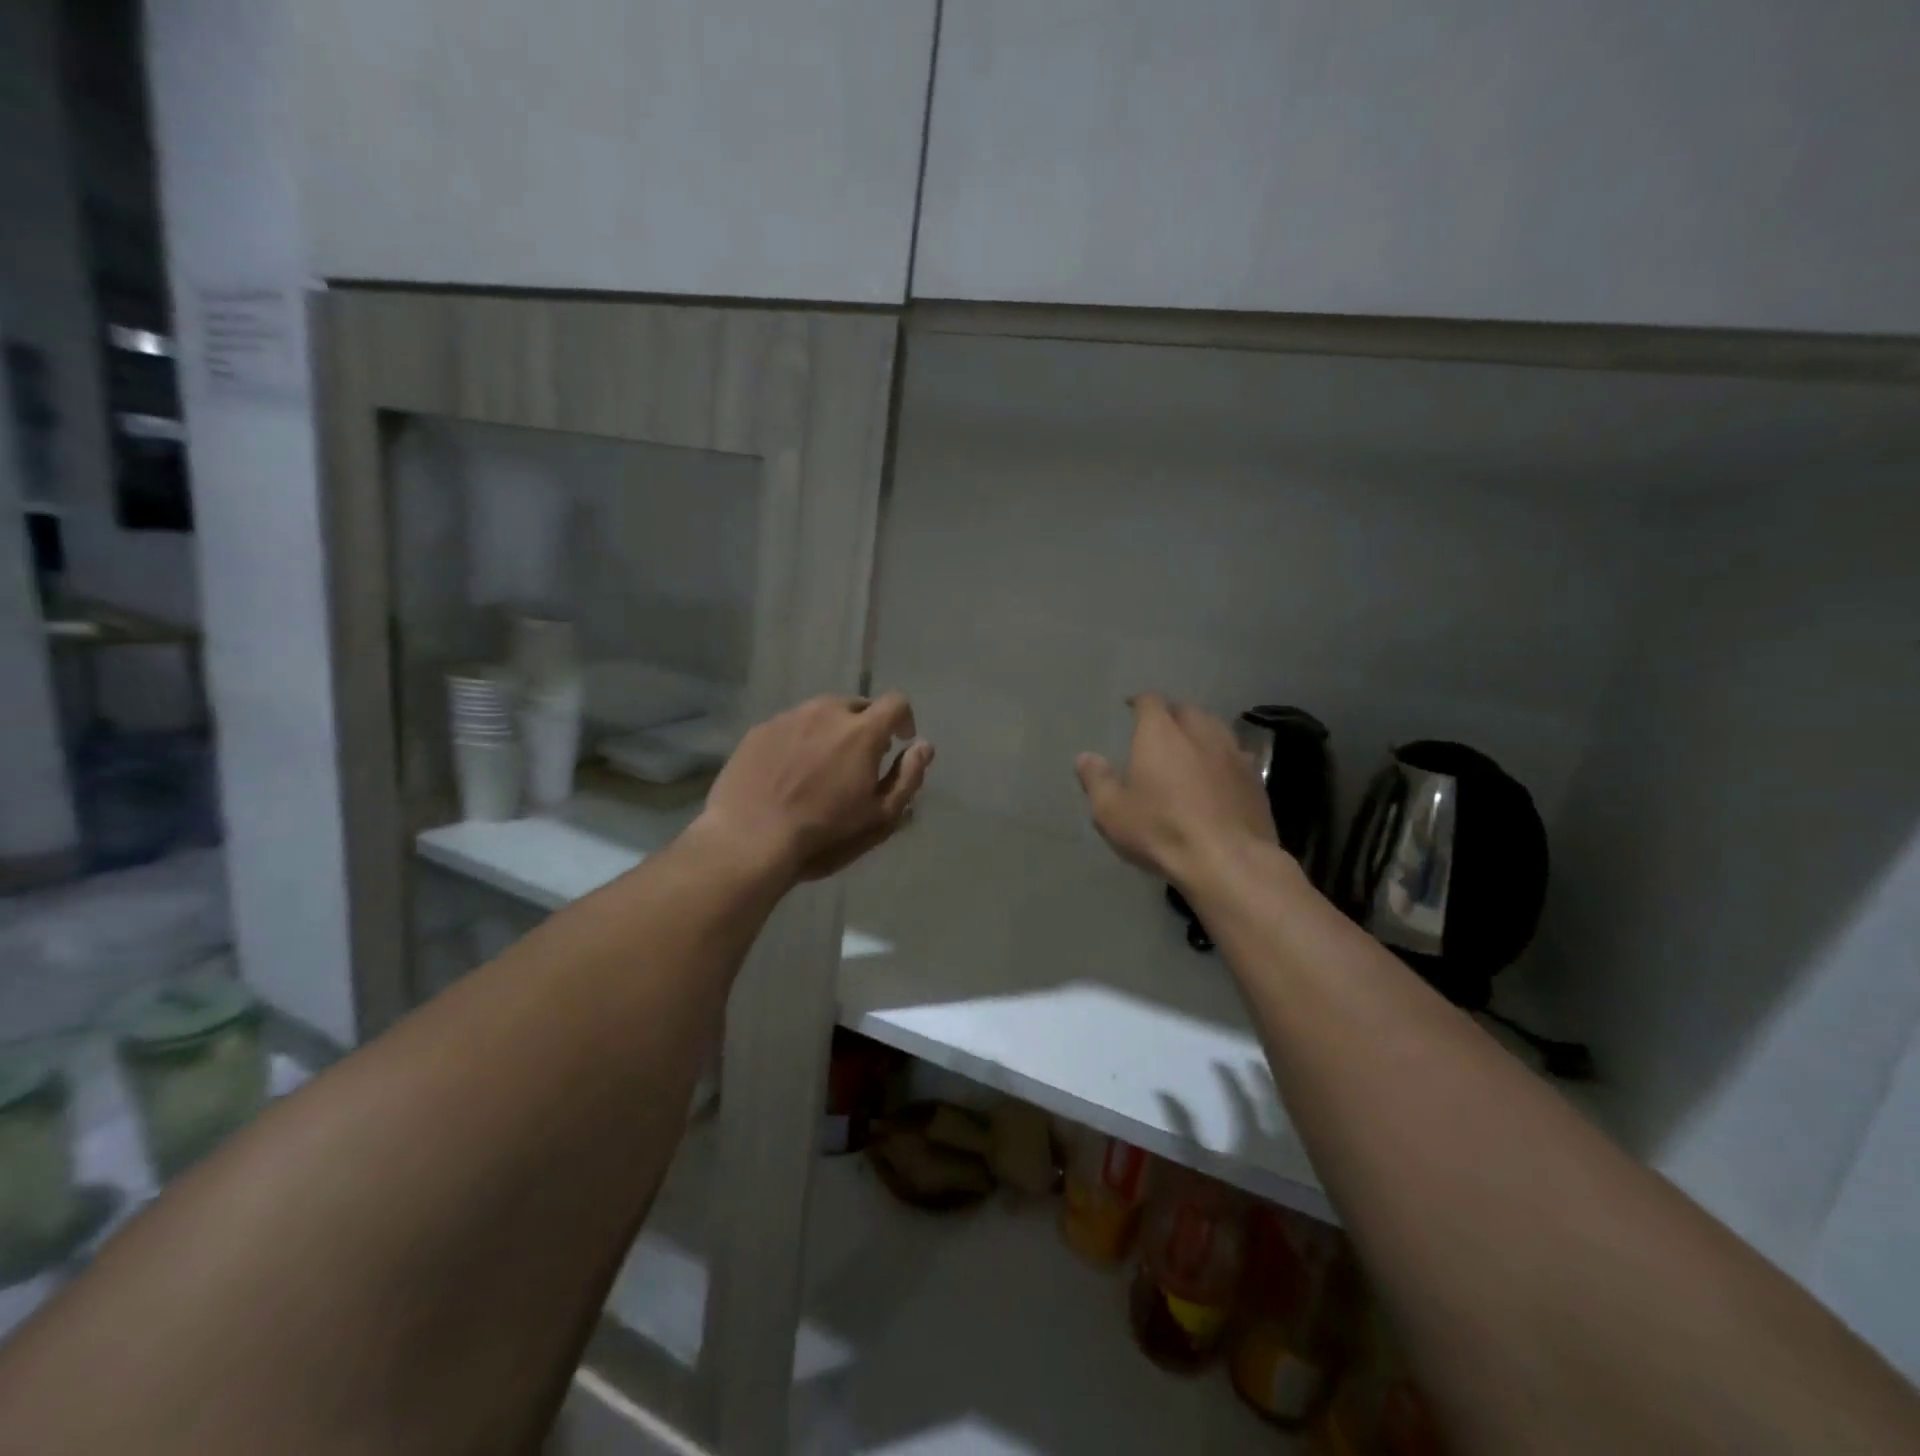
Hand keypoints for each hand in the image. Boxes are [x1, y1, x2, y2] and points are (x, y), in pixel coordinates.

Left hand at [697, 692, 933, 882]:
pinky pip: (791, 724)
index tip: (899, 741)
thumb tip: (923, 747)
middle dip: (866, 726)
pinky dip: (800, 739)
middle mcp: (826, 712)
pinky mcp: (760, 729)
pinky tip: (790, 771)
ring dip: (832, 730)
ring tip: (822, 765)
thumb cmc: (824, 831)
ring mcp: (789, 717)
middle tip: (859, 759)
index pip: (896, 702)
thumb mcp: (880, 815)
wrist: (750, 837)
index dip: (903, 719)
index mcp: (862, 730)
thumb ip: (908, 777)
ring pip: (821, 712)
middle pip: (857, 705)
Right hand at [1075, 693, 1277, 887]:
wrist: (1228, 860)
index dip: (1139, 702)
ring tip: (1190, 747)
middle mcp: (1199, 732)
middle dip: (1171, 715)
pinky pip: (1236, 754)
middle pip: (1186, 710)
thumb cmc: (1161, 830)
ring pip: (1216, 727)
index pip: (1150, 701)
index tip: (1131, 709)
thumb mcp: (1112, 811)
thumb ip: (1097, 780)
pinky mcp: (1255, 777)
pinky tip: (1218, 773)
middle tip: (1159, 731)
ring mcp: (1233, 752)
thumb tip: (1085, 757)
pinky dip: (1223, 757)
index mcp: (1161, 733)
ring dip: (1200, 732)